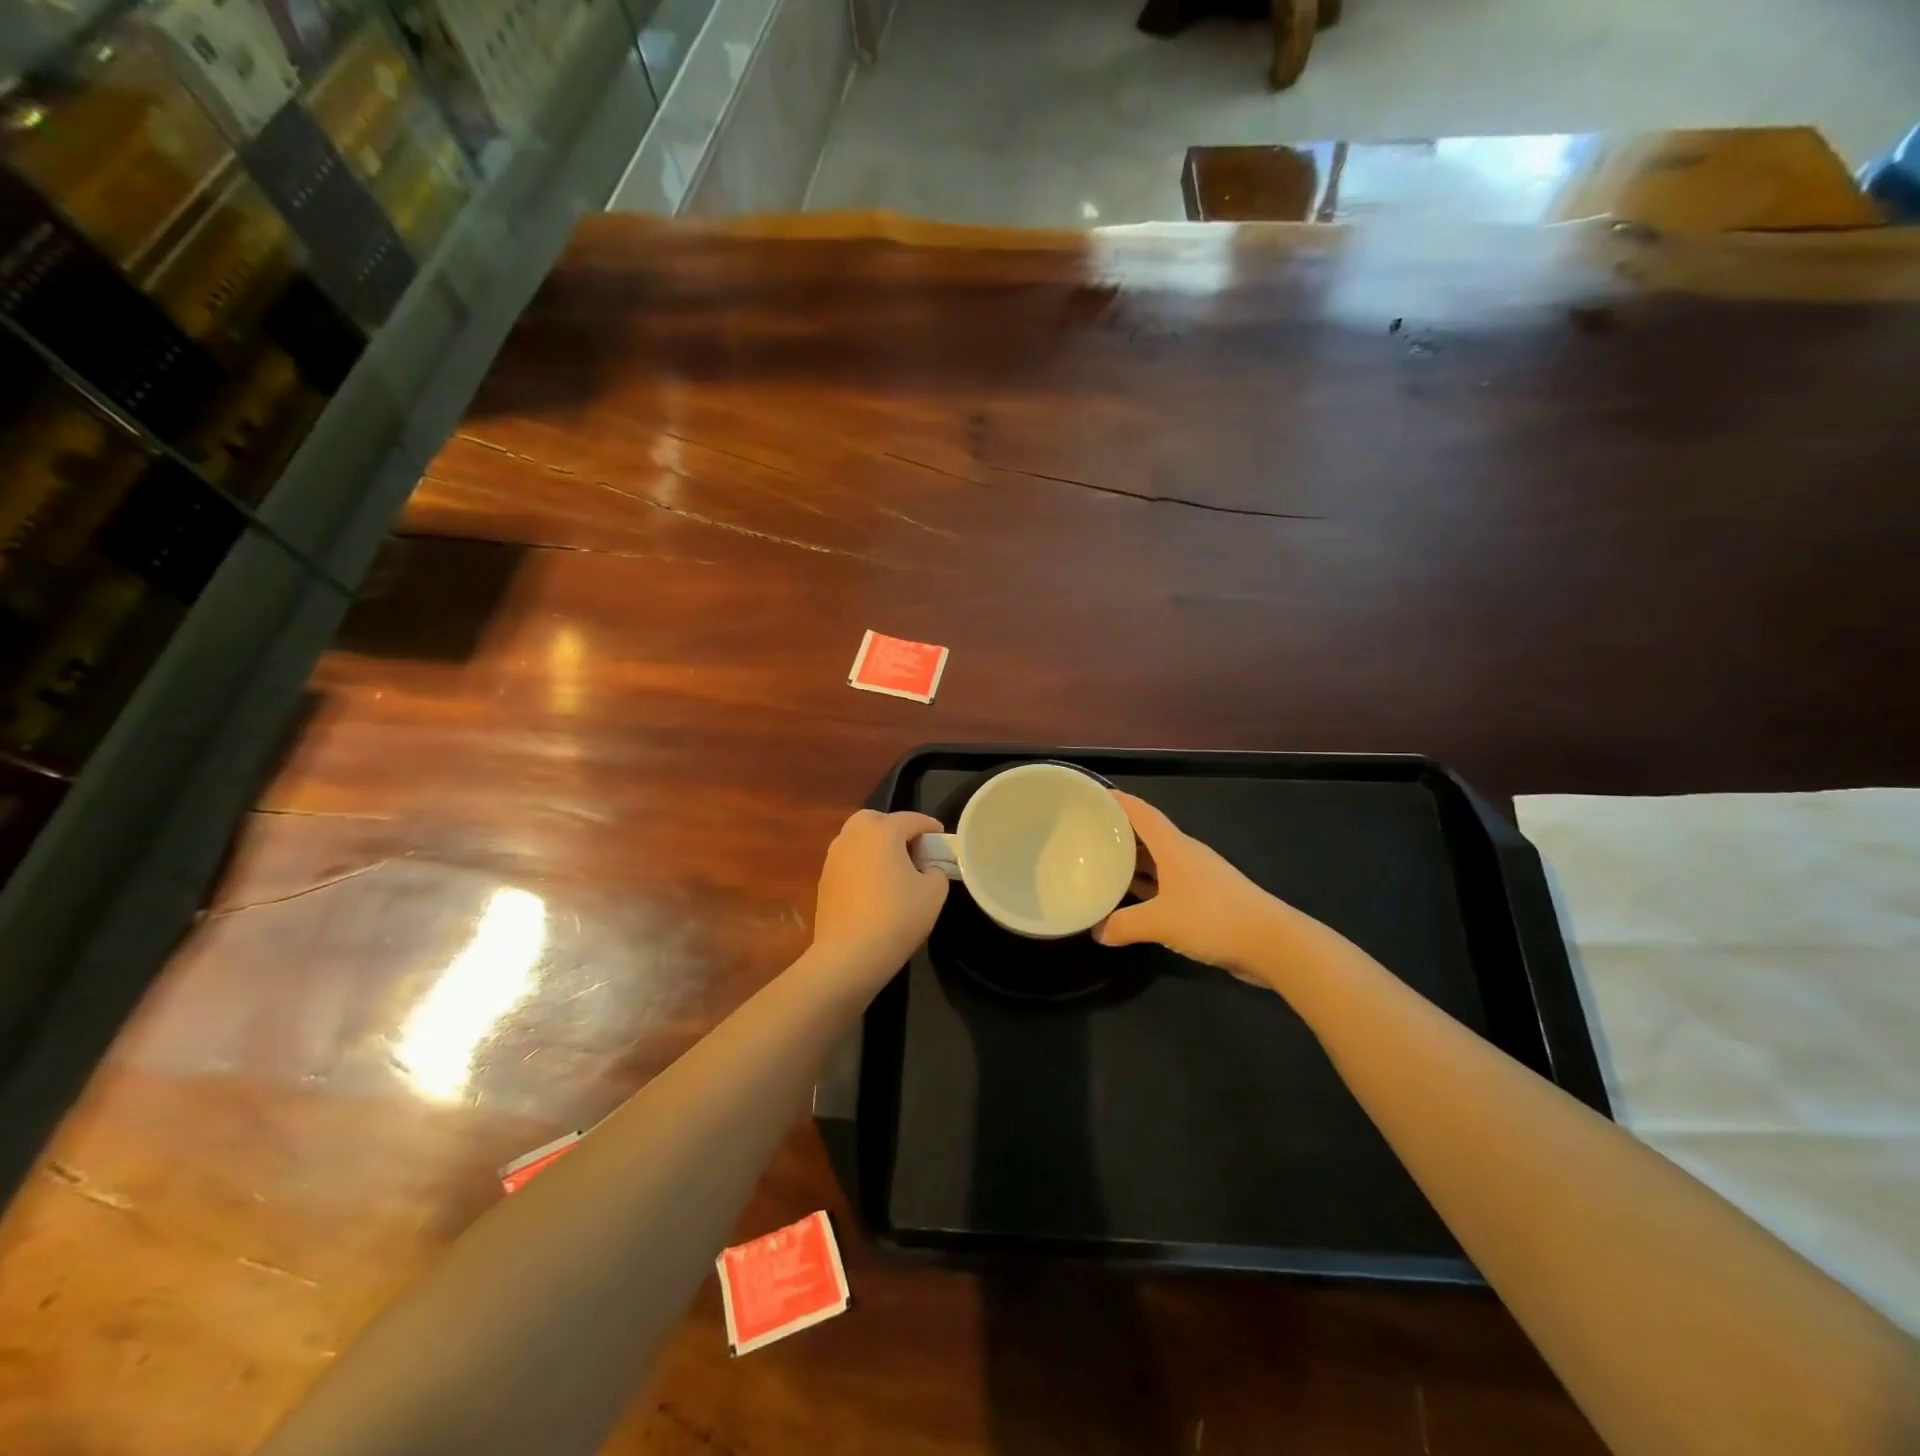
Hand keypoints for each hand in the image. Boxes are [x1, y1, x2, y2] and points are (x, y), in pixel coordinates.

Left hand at [810, 809, 949, 983]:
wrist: (849, 954)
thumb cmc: (897, 917)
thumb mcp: (934, 892)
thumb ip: (936, 871)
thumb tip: (926, 869)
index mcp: (882, 831)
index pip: (912, 819)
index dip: (931, 828)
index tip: (942, 841)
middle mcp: (853, 835)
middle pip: (878, 820)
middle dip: (896, 829)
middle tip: (913, 851)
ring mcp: (834, 857)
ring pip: (858, 839)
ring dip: (876, 847)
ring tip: (893, 870)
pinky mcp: (823, 879)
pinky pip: (848, 861)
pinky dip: (862, 865)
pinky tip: (874, 888)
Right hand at [1094, 792, 1284, 979]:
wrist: (1271, 943)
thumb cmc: (1212, 918)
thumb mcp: (1160, 922)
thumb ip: (1123, 925)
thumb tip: (1096, 931)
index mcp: (1173, 846)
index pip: (1140, 812)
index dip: (1116, 801)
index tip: (1090, 796)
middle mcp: (1184, 854)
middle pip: (1146, 835)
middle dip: (1118, 833)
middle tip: (1085, 836)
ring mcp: (1197, 877)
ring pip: (1157, 861)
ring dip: (1132, 863)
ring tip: (1100, 866)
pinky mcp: (1206, 899)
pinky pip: (1167, 884)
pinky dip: (1148, 887)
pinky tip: (1131, 901)